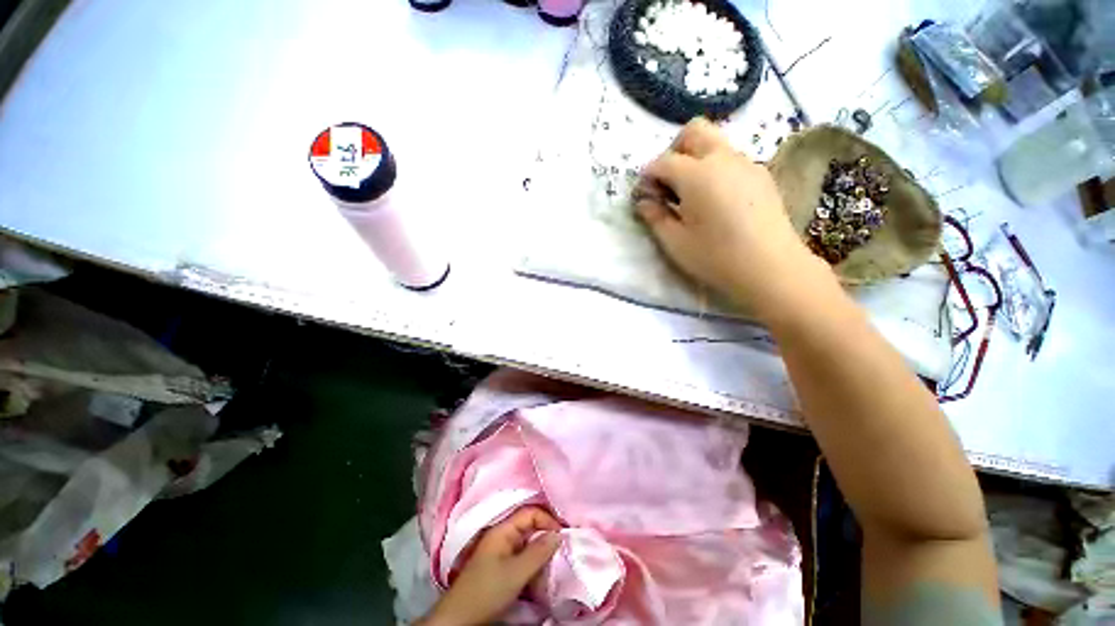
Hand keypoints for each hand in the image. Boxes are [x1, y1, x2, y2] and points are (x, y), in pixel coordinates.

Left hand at [419, 507, 562, 625]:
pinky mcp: (500, 567)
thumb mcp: (516, 572)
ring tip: (554, 564)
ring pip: (527, 543)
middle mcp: (502, 536)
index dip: (548, 520)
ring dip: (541, 552)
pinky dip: (533, 563)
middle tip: (562, 550)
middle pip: (529, 526)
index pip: (530, 513)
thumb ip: (539, 552)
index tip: (563, 536)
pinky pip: (522, 557)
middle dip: (546, 536)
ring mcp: (500, 551)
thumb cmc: (487, 591)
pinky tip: (541, 574)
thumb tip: (559, 534)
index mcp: (503, 530)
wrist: (460, 619)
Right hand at [634, 118, 826, 319]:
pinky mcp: (761, 175)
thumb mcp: (674, 242)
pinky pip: (731, 160)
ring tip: (691, 196)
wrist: (771, 268)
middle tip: (668, 183)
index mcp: (696, 174)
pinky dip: (715, 169)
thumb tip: (644, 201)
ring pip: (715, 144)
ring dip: (695, 160)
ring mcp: (746, 164)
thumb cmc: (715, 257)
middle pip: (694, 132)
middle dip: (673, 151)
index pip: (662, 161)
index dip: (647, 176)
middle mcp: (723, 158)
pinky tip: (715, 201)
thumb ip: (655, 216)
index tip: (644, 196)